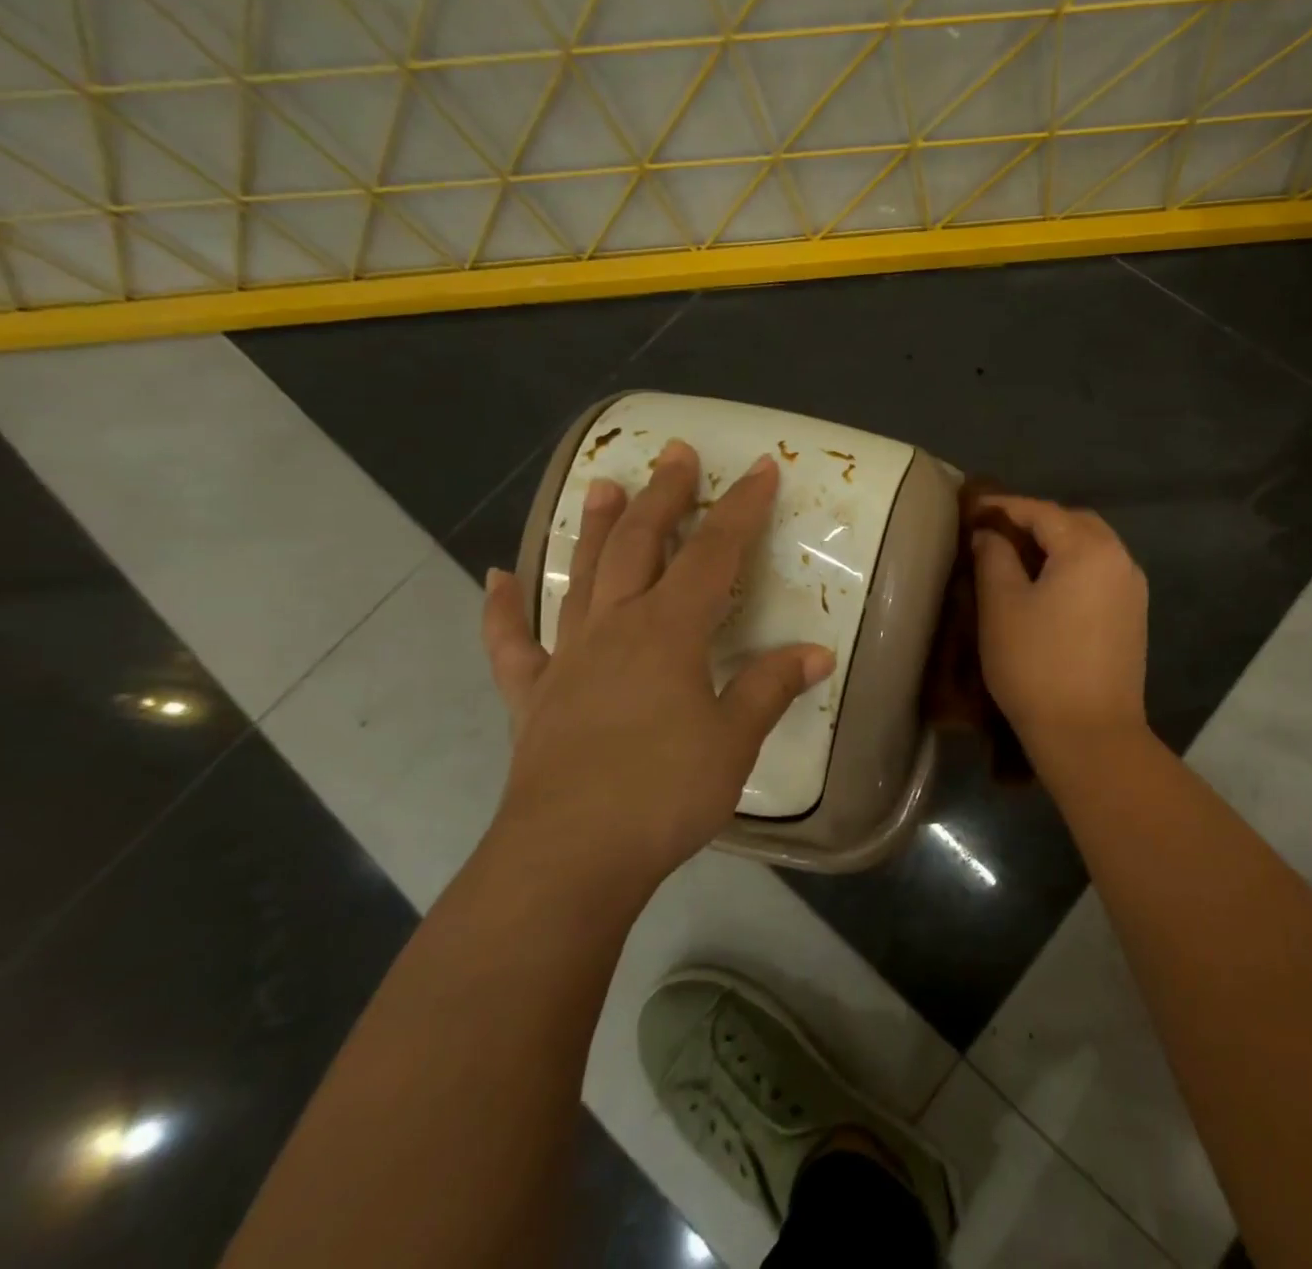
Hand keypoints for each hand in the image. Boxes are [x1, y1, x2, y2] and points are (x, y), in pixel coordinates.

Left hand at [481, 441, 834, 895]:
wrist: (569, 858)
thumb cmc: (662, 793)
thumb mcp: (734, 740)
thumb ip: (769, 688)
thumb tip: (816, 653)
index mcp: (669, 631)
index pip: (714, 553)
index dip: (740, 508)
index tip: (759, 468)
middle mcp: (616, 628)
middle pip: (641, 545)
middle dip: (664, 496)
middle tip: (675, 453)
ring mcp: (568, 659)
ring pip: (581, 576)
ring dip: (595, 529)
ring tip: (602, 485)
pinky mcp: (534, 697)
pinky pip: (512, 644)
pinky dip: (501, 611)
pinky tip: (495, 579)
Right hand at [971, 496, 1148, 752]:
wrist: (1090, 735)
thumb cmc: (1037, 665)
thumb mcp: (1001, 606)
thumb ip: (993, 557)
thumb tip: (989, 534)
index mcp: (1089, 549)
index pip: (1041, 511)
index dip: (1003, 506)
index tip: (971, 508)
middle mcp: (1120, 559)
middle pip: (1074, 523)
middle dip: (1035, 521)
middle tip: (996, 532)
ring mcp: (1132, 590)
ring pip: (1092, 548)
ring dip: (1056, 544)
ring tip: (1018, 558)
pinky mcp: (1134, 617)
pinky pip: (1100, 574)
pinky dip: (1073, 567)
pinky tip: (1048, 587)